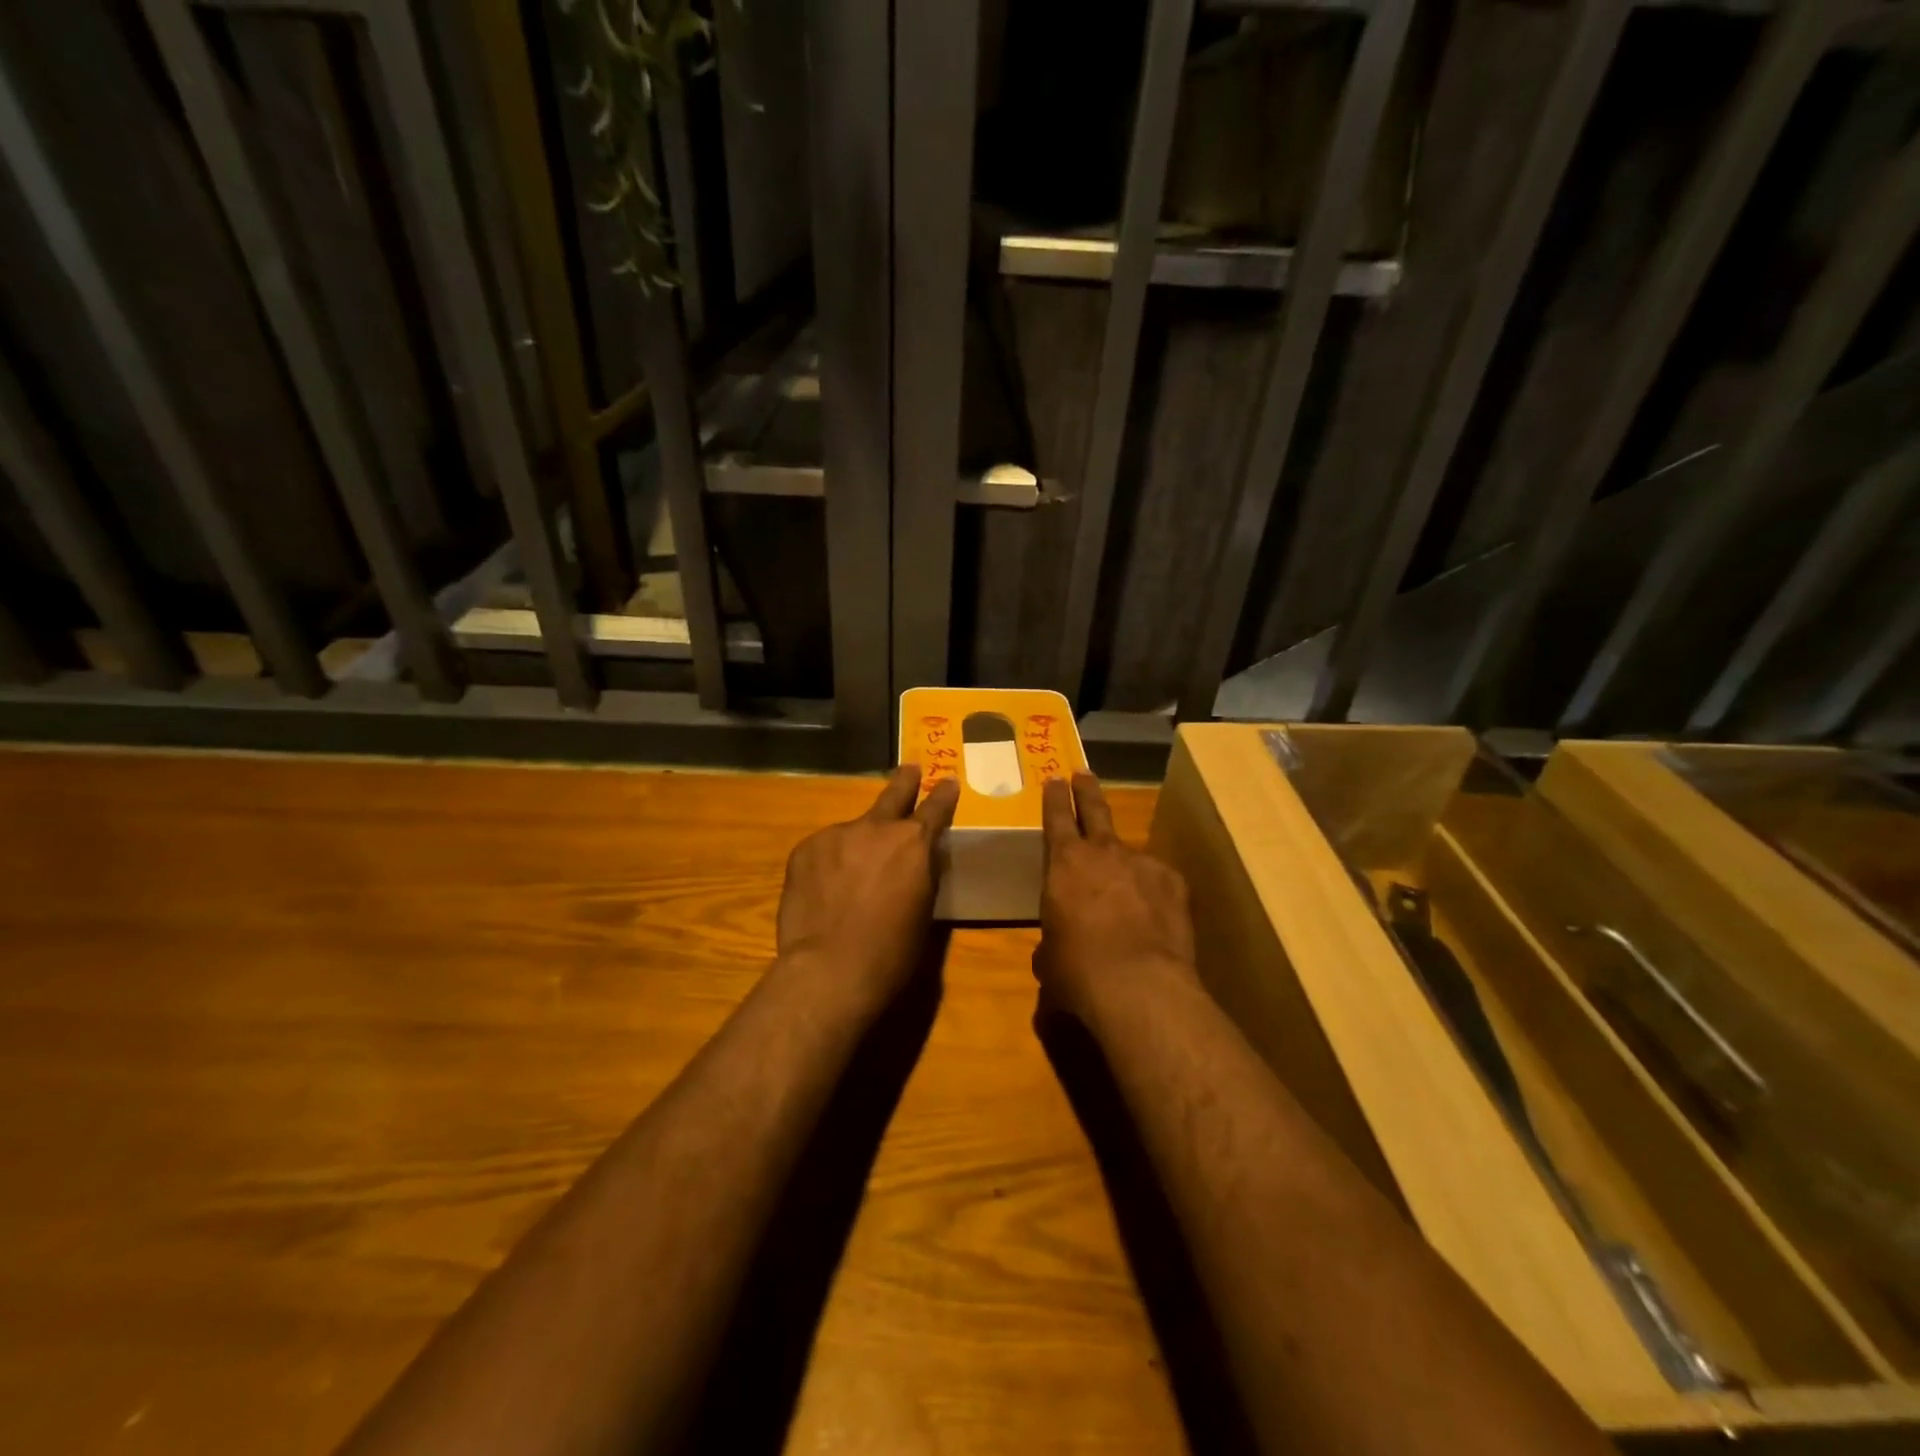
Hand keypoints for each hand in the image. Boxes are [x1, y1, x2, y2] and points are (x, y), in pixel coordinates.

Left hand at [776, 764, 960, 1010]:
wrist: (829, 969)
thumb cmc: (891, 952)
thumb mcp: (923, 911)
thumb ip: (920, 875)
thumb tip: (915, 862)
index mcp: (914, 843)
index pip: (935, 808)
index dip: (943, 795)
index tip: (948, 781)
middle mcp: (877, 828)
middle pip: (893, 795)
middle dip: (904, 782)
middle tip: (909, 769)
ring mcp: (837, 834)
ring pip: (854, 831)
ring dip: (858, 843)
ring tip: (852, 875)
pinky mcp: (805, 849)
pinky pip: (825, 849)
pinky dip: (830, 862)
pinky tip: (826, 889)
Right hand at [1037, 773, 1198, 1025]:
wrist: (1139, 986)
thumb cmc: (1078, 970)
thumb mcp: (1050, 956)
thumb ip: (1053, 938)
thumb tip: (1057, 946)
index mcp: (1064, 864)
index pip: (1057, 818)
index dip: (1055, 798)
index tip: (1055, 778)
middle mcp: (1104, 853)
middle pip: (1096, 810)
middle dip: (1087, 790)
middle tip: (1084, 773)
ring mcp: (1143, 864)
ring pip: (1129, 855)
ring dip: (1123, 866)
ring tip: (1124, 893)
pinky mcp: (1174, 884)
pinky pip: (1158, 882)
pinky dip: (1153, 893)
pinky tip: (1153, 919)